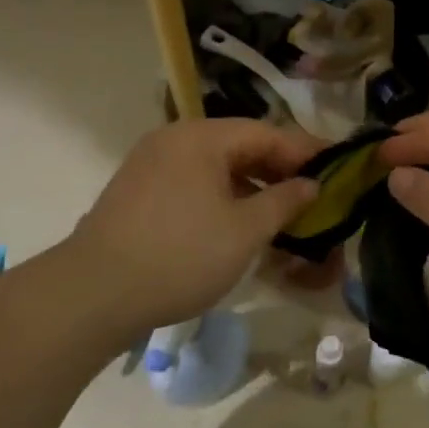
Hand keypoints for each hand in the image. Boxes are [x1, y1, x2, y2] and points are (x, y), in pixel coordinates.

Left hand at [60, 119, 319, 337]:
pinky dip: (222, 196)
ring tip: (280, 212)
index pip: (267, 133)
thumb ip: (284, 201)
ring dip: (251, 185)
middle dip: (279, 169)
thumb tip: (311, 184)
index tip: (336, 168)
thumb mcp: (245, 231)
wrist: (92, 294)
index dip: (305, 151)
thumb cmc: (180, 256)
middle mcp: (174, 140)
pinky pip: (193, 182)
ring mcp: (150, 164)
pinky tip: (237, 222)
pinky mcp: (137, 192)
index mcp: (201, 137)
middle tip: (312, 194)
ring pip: (216, 166)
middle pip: (240, 145)